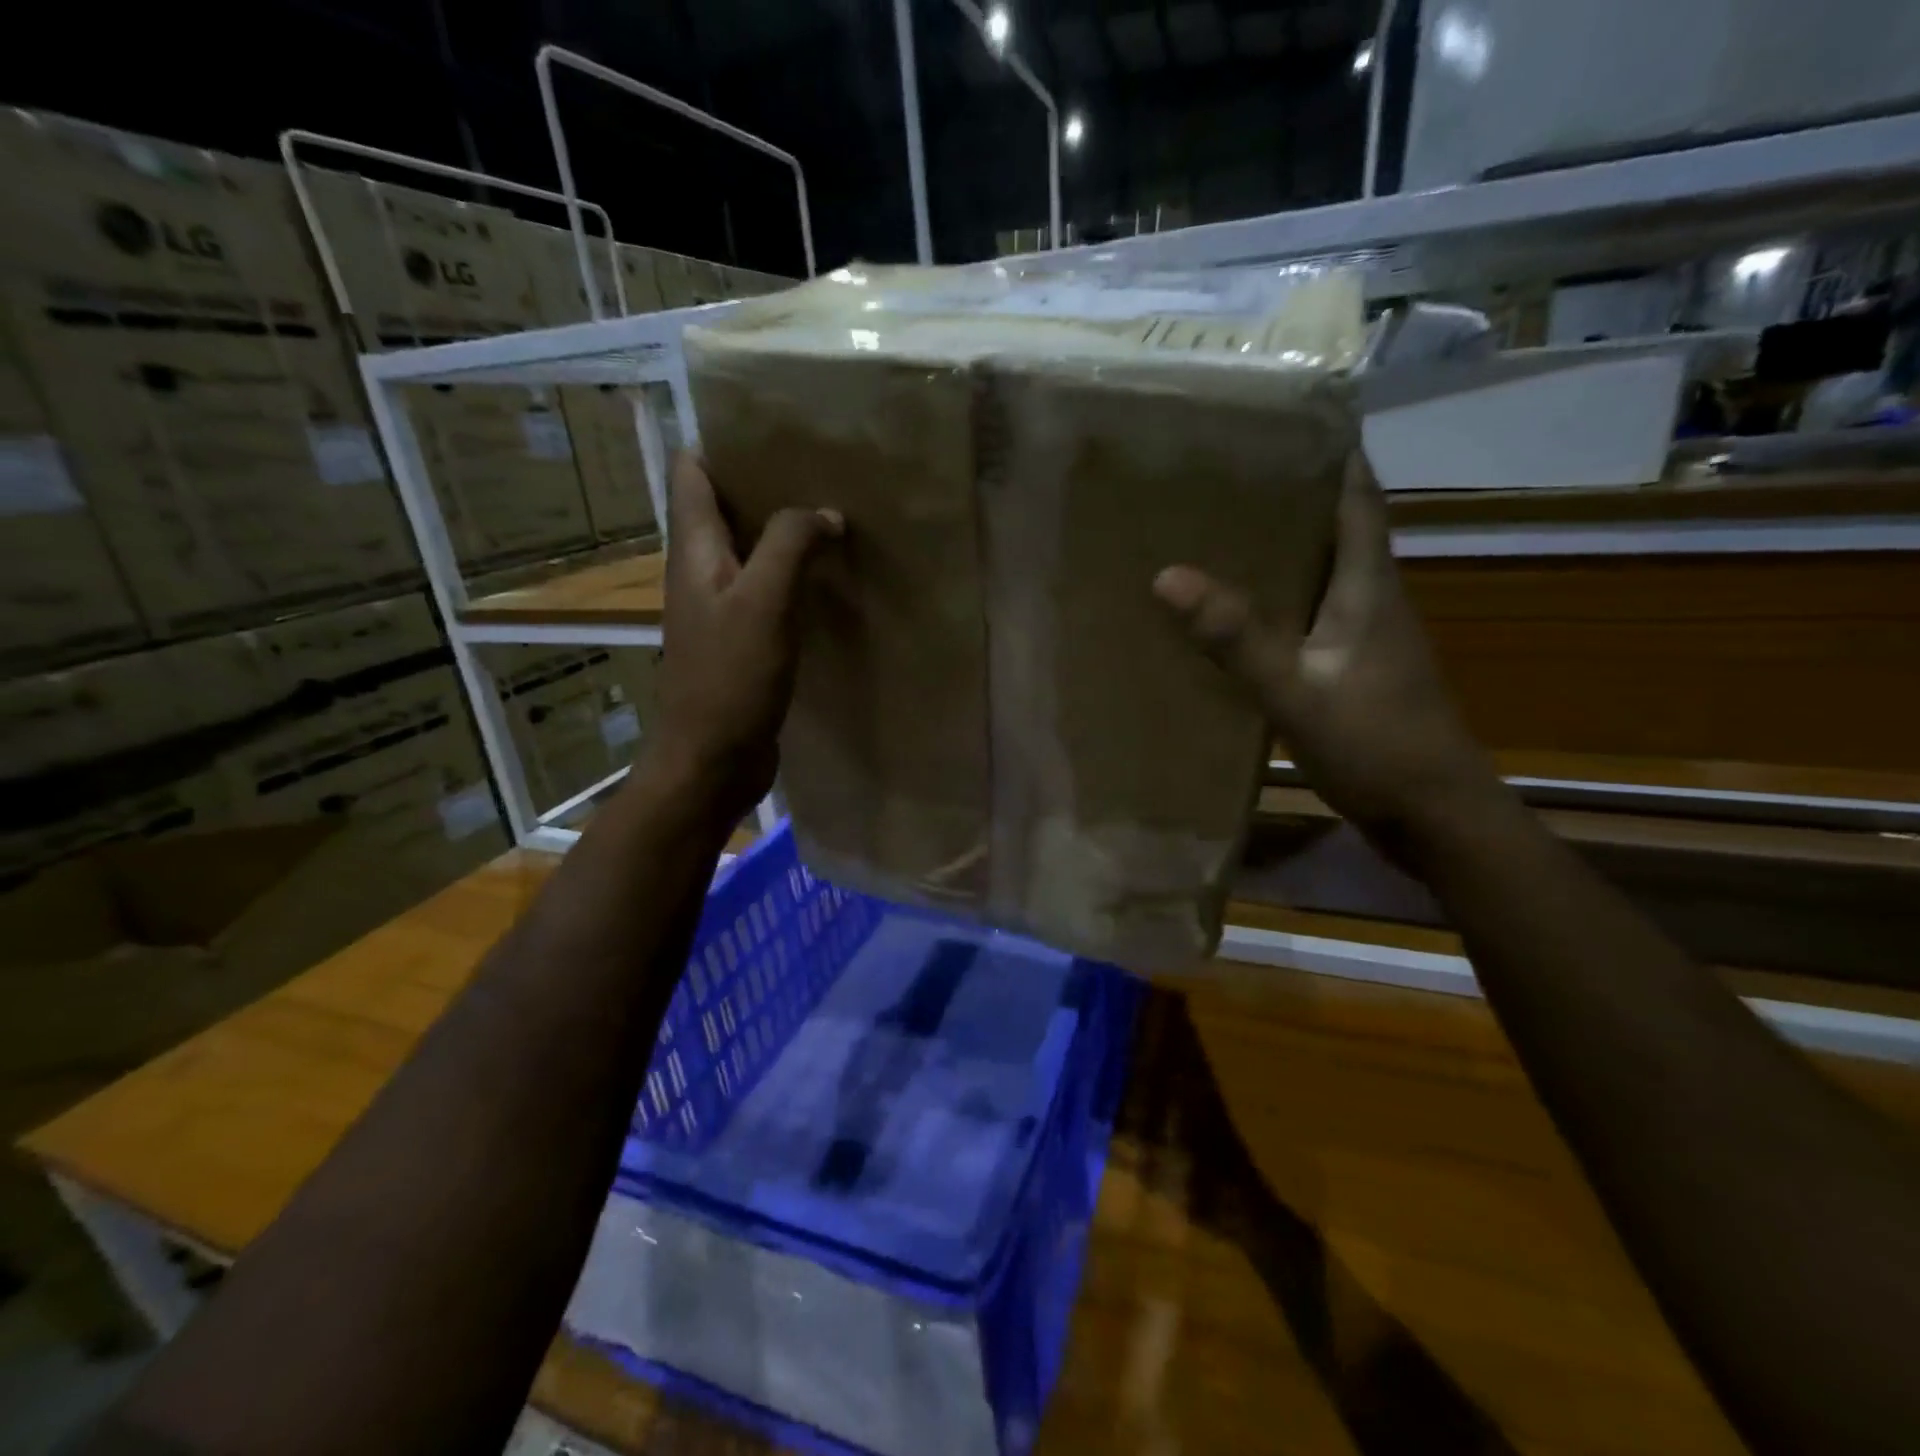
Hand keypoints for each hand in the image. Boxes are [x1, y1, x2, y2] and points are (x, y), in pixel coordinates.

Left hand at [646, 453, 841, 817]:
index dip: (723, 443)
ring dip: (784, 534)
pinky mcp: (742, 643)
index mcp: (694, 551)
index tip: (775, 431)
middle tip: (822, 471)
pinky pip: (767, 594)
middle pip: (724, 508)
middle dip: (766, 485)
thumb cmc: (730, 678)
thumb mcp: (764, 601)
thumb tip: (824, 513)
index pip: (692, 472)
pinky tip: (829, 582)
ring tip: (835, 518)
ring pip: (750, 552)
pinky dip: (793, 579)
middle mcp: (701, 572)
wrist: (711, 761)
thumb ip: (790, 544)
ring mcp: (720, 610)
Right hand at [1153, 453, 1495, 842]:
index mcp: (1370, 587)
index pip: (1357, 498)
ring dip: (1282, 548)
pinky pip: (1310, 615)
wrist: (1435, 817)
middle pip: (1337, 528)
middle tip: (1226, 473)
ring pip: (1322, 572)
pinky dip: (1278, 600)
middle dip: (1291, 494)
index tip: (1285, 420)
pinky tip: (1237, 611)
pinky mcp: (1353, 669)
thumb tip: (1168, 576)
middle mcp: (1373, 600)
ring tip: (1218, 529)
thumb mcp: (1297, 692)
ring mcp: (1365, 638)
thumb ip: (1237, 639)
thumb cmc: (1377, 747)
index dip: (1331, 453)